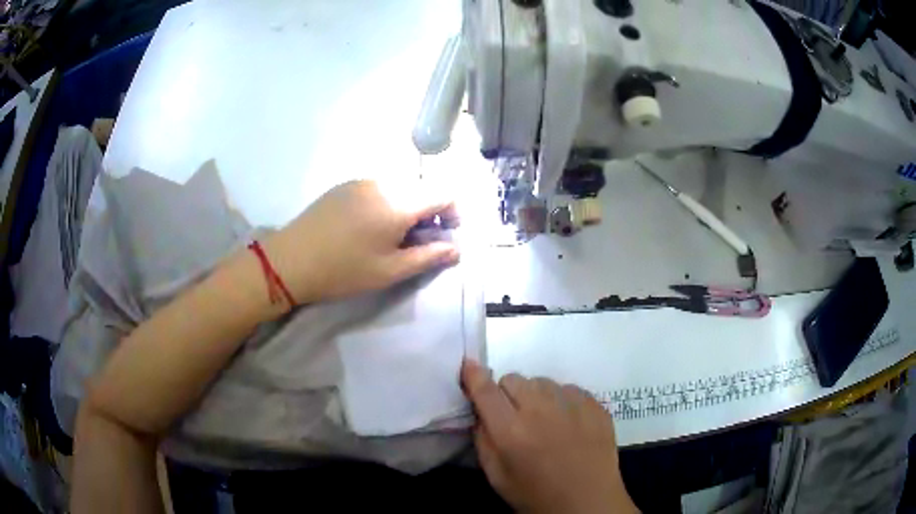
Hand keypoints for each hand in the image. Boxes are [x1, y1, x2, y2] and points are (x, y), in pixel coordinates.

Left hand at [262, 180, 459, 303]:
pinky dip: (387, 201)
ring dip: (408, 206)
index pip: (443, 193)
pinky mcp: (344, 185)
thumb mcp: (389, 271)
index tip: (446, 235)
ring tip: (392, 235)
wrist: (290, 260)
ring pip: (400, 186)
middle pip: (422, 188)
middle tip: (418, 241)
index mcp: (398, 203)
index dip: (453, 213)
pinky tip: (370, 225)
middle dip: (430, 212)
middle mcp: (383, 183)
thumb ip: (428, 257)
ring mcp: (361, 181)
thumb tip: (456, 249)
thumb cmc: (343, 270)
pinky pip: (378, 187)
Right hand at [462, 361, 637, 513]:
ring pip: (542, 381)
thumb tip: (481, 412)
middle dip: (506, 393)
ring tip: (544, 420)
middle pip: (514, 379)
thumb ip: (483, 440)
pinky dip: (562, 400)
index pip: (486, 391)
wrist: (587, 501)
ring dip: (535, 395)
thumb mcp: (497, 476)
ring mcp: (572, 404)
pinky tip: (568, 423)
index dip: (474, 376)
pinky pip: (569, 389)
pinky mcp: (594, 404)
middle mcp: (541, 409)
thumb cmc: (536, 494)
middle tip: (514, 416)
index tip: (469, 366)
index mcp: (511, 430)